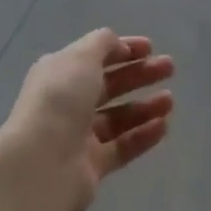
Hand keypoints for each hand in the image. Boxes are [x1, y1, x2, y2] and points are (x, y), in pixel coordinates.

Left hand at [0, 29, 174, 210]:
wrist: (41, 164)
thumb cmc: (60, 100)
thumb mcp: (81, 57)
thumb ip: (103, 44)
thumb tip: (118, 44)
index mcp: (60, 74)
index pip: (95, 57)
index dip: (123, 49)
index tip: (151, 48)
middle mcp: (67, 103)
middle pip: (110, 85)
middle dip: (140, 75)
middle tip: (169, 68)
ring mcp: (79, 136)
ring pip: (119, 117)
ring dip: (145, 106)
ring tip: (170, 101)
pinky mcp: (92, 167)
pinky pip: (123, 147)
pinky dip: (143, 135)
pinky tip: (164, 126)